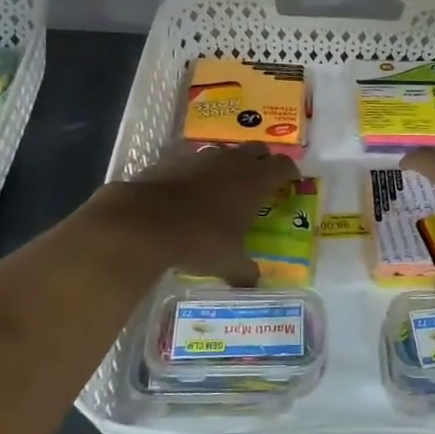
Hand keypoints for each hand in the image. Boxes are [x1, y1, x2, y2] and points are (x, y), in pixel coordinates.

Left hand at [81, 144, 298, 286]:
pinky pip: (194, 160)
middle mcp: (232, 161)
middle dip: (263, 161)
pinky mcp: (173, 159)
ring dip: (230, 164)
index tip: (291, 181)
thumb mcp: (227, 263)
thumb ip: (245, 272)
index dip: (289, 172)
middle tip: (261, 181)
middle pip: (258, 150)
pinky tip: (191, 190)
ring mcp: (202, 157)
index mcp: (255, 181)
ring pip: (225, 152)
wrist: (143, 221)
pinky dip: (198, 171)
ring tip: (225, 186)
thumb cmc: (199, 240)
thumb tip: (254, 284)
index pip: (283, 165)